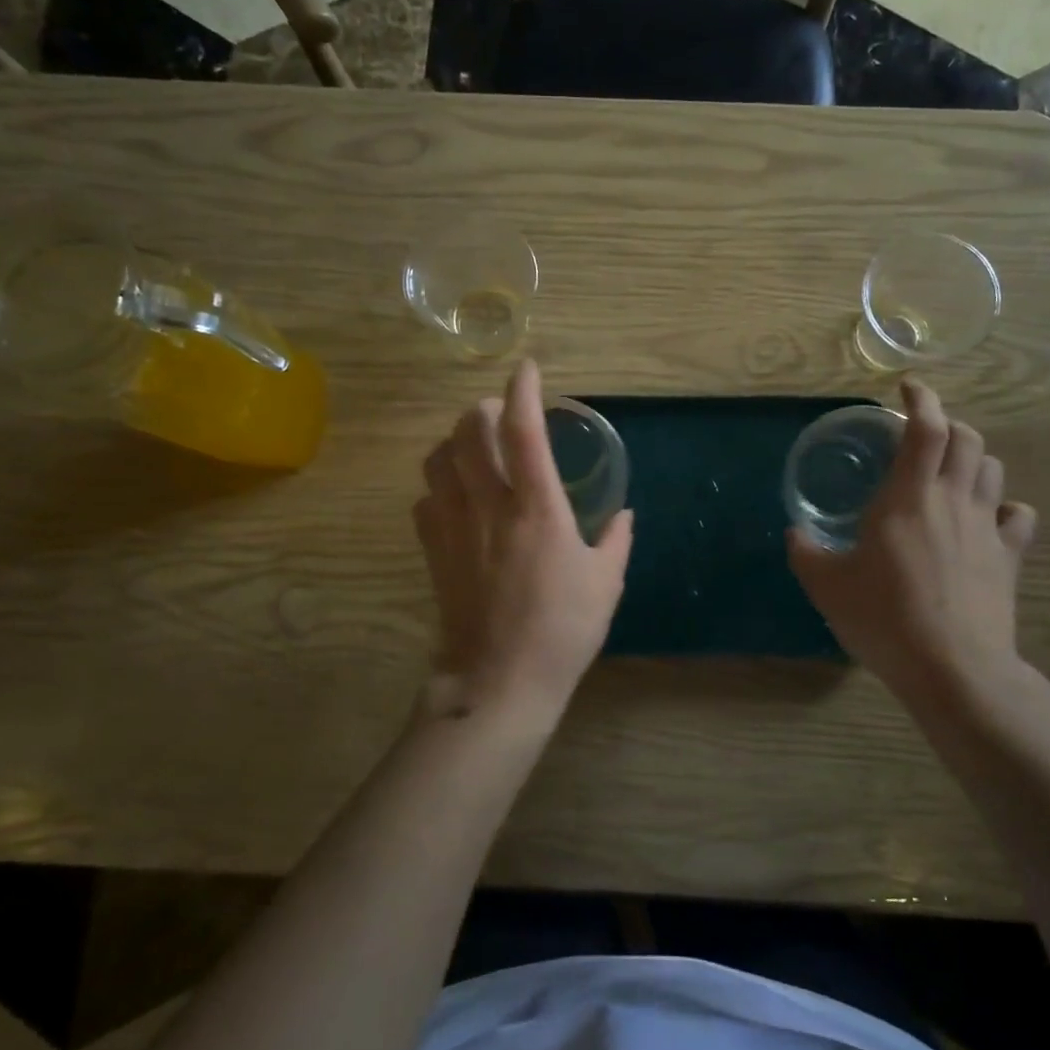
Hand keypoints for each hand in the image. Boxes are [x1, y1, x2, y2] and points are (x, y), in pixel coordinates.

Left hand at [414, 359, 633, 726]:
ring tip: (473, 447)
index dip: (523, 390)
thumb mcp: (606, 583)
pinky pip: (425, 500)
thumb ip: (617, 540)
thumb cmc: (562, 630)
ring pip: (438, 460)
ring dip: (455, 442)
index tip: (527, 368)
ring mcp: (454, 527)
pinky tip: (455, 497)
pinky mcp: (433, 552)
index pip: (522, 429)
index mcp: (537, 507)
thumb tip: (625, 515)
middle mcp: (490, 505)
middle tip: (500, 413)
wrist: (500, 681)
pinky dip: (439, 486)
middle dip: (482, 409)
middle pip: (468, 432)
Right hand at [789, 380, 1037, 707]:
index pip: (926, 428)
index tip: (907, 388)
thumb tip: (795, 535)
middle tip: (921, 434)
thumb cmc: (884, 618)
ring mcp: (986, 528)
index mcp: (908, 496)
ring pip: (991, 469)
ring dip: (972, 458)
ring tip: (949, 470)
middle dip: (946, 424)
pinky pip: (1017, 516)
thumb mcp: (827, 587)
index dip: (920, 399)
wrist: (954, 670)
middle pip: (967, 438)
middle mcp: (952, 500)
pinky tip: (987, 517)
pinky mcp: (1009, 558)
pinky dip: (1003, 506)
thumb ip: (806, 553)